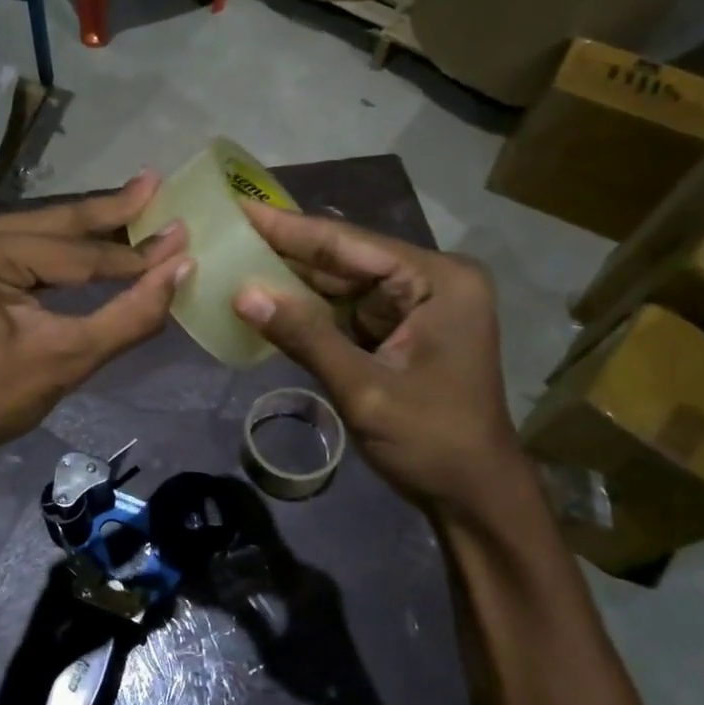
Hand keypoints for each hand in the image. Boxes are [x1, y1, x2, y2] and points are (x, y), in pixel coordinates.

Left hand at [0, 174, 191, 464]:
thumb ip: (131, 314)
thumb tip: (181, 267)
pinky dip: (61, 246)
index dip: (130, 254)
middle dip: (110, 214)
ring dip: (89, 227)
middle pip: (52, 224)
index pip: (71, 252)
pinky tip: (97, 232)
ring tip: (139, 202)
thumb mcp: (70, 358)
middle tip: (156, 185)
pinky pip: (21, 243)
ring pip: (39, 229)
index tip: (182, 236)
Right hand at [231, 204, 524, 513]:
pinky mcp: (401, 331)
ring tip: (236, 259)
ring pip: (342, 285)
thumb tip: (241, 293)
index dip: (290, 228)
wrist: (474, 496)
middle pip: (345, 260)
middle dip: (287, 252)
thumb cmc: (432, 441)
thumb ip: (304, 336)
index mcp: (437, 281)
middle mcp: (430, 281)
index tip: (240, 208)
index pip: (349, 244)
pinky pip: (346, 311)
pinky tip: (267, 299)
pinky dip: (308, 311)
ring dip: (293, 281)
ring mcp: (416, 306)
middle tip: (228, 233)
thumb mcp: (364, 388)